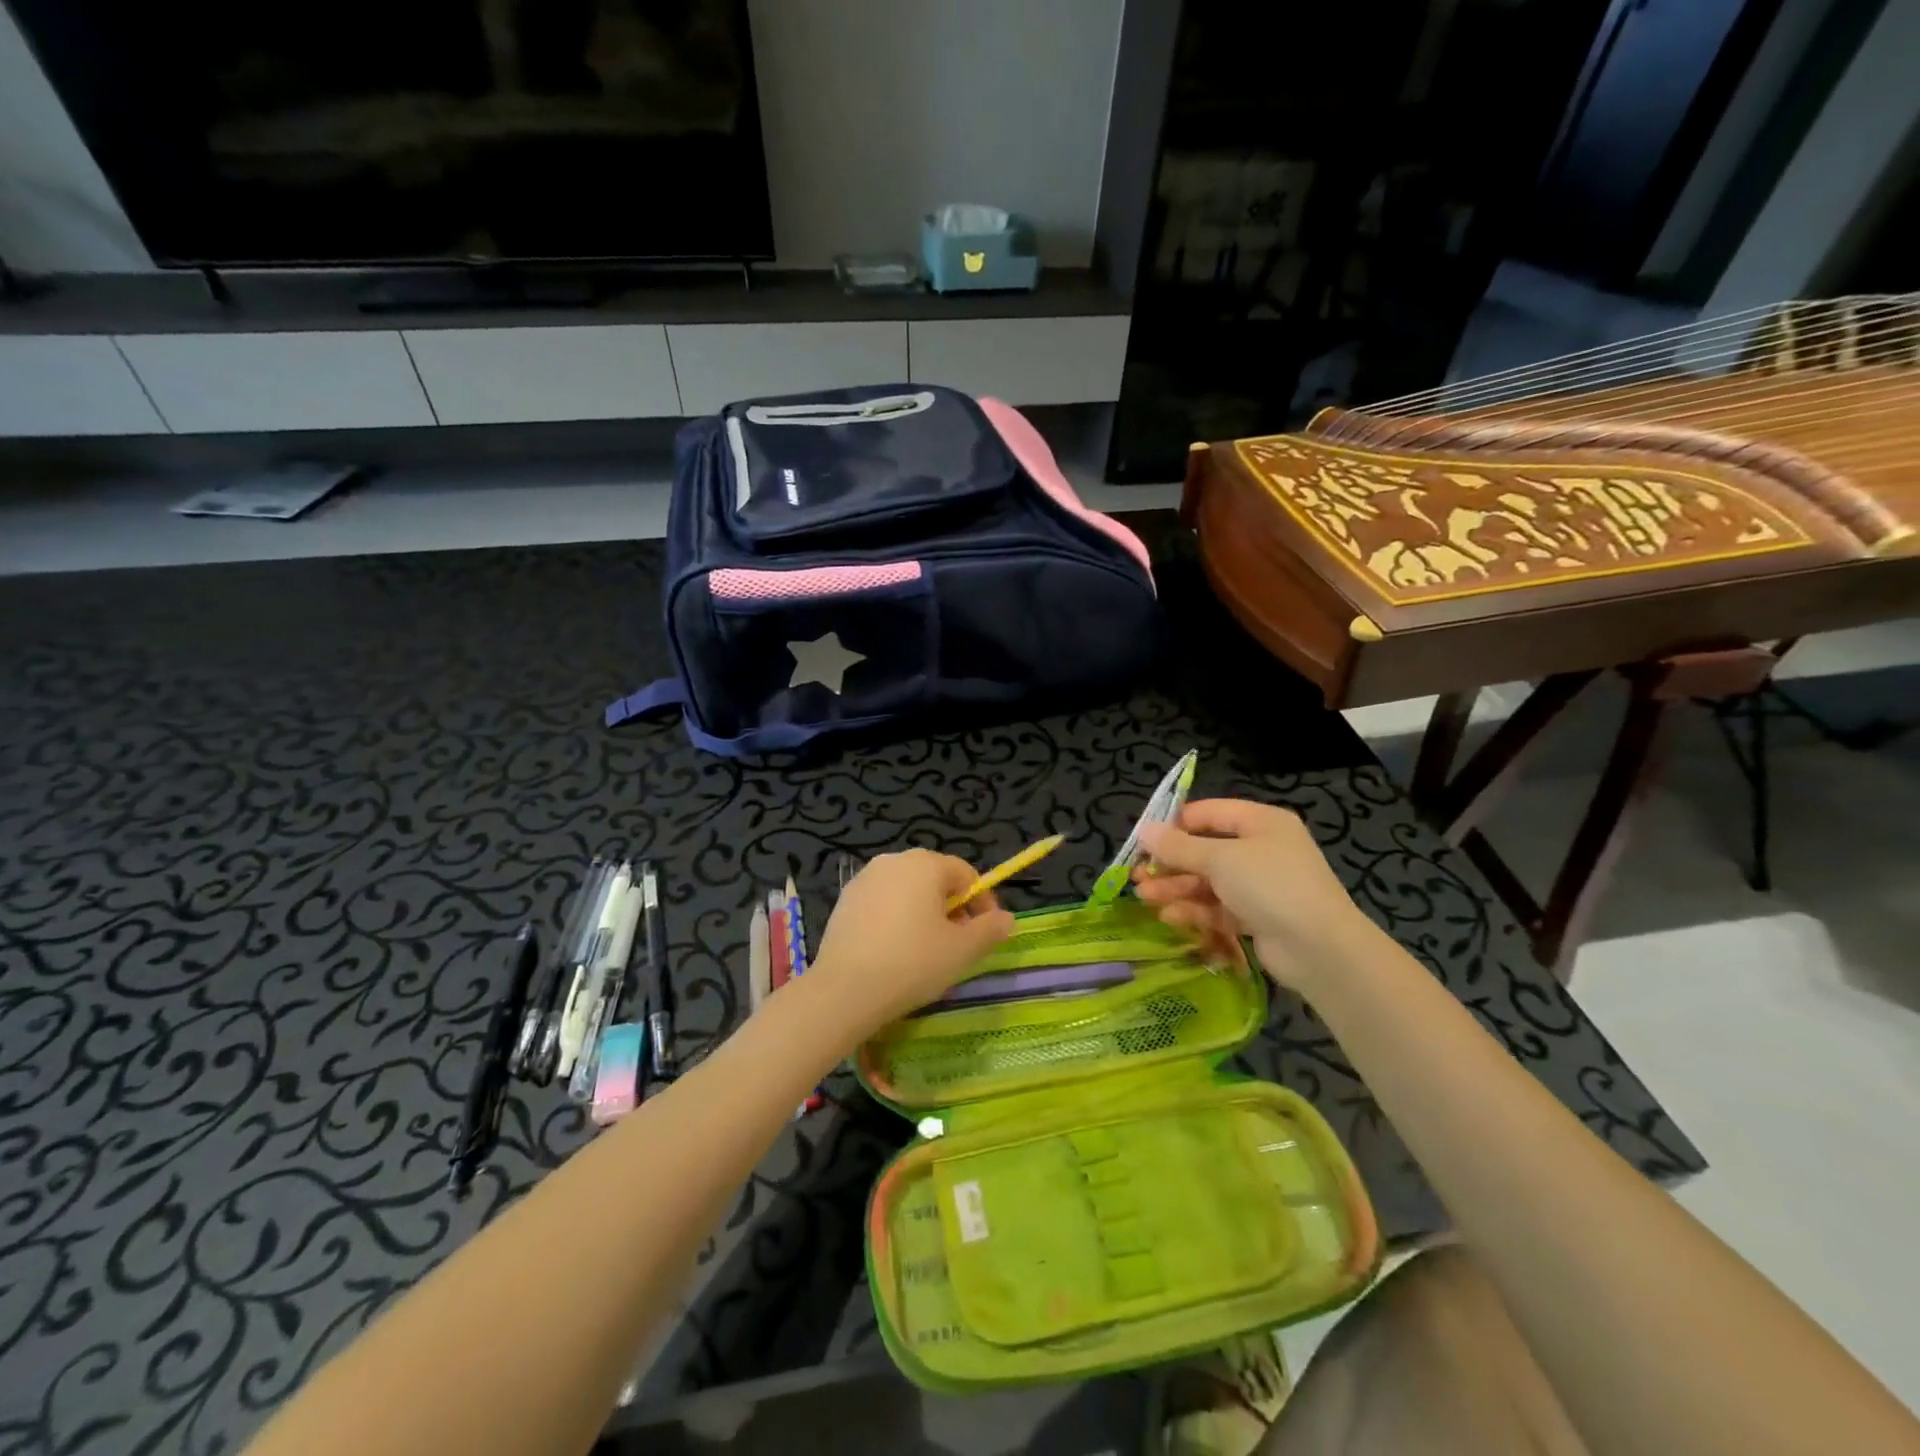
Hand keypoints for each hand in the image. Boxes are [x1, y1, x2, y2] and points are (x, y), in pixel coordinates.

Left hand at [805, 849, 1015, 1037]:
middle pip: (935, 879)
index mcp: (925, 864)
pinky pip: (882, 903)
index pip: (966, 875)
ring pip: (907, 891)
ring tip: (926, 951)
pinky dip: (895, 920)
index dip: (982, 903)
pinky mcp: (844, 900)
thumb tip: (1006, 918)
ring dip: (923, 914)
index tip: (986, 934)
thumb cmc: (912, 963)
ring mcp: (864, 878)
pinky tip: (894, 952)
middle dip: (952, 909)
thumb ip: (990, 929)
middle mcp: (894, 860)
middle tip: (957, 945)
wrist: (844, 990)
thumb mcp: (962, 950)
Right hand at [1133, 799, 1371, 995]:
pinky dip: (1194, 910)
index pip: (1209, 813)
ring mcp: (1260, 885)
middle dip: (1170, 863)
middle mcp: (1261, 849)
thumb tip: (1143, 829)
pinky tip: (1170, 917)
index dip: (1174, 824)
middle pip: (1205, 850)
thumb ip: (1178, 846)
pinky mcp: (1257, 917)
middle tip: (1137, 875)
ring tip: (1145, 898)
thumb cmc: (1270, 885)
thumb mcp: (1220, 859)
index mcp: (1260, 822)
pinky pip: (1218, 907)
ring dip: (1176, 888)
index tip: (1144, 839)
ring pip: (1208, 881)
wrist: (1320, 949)